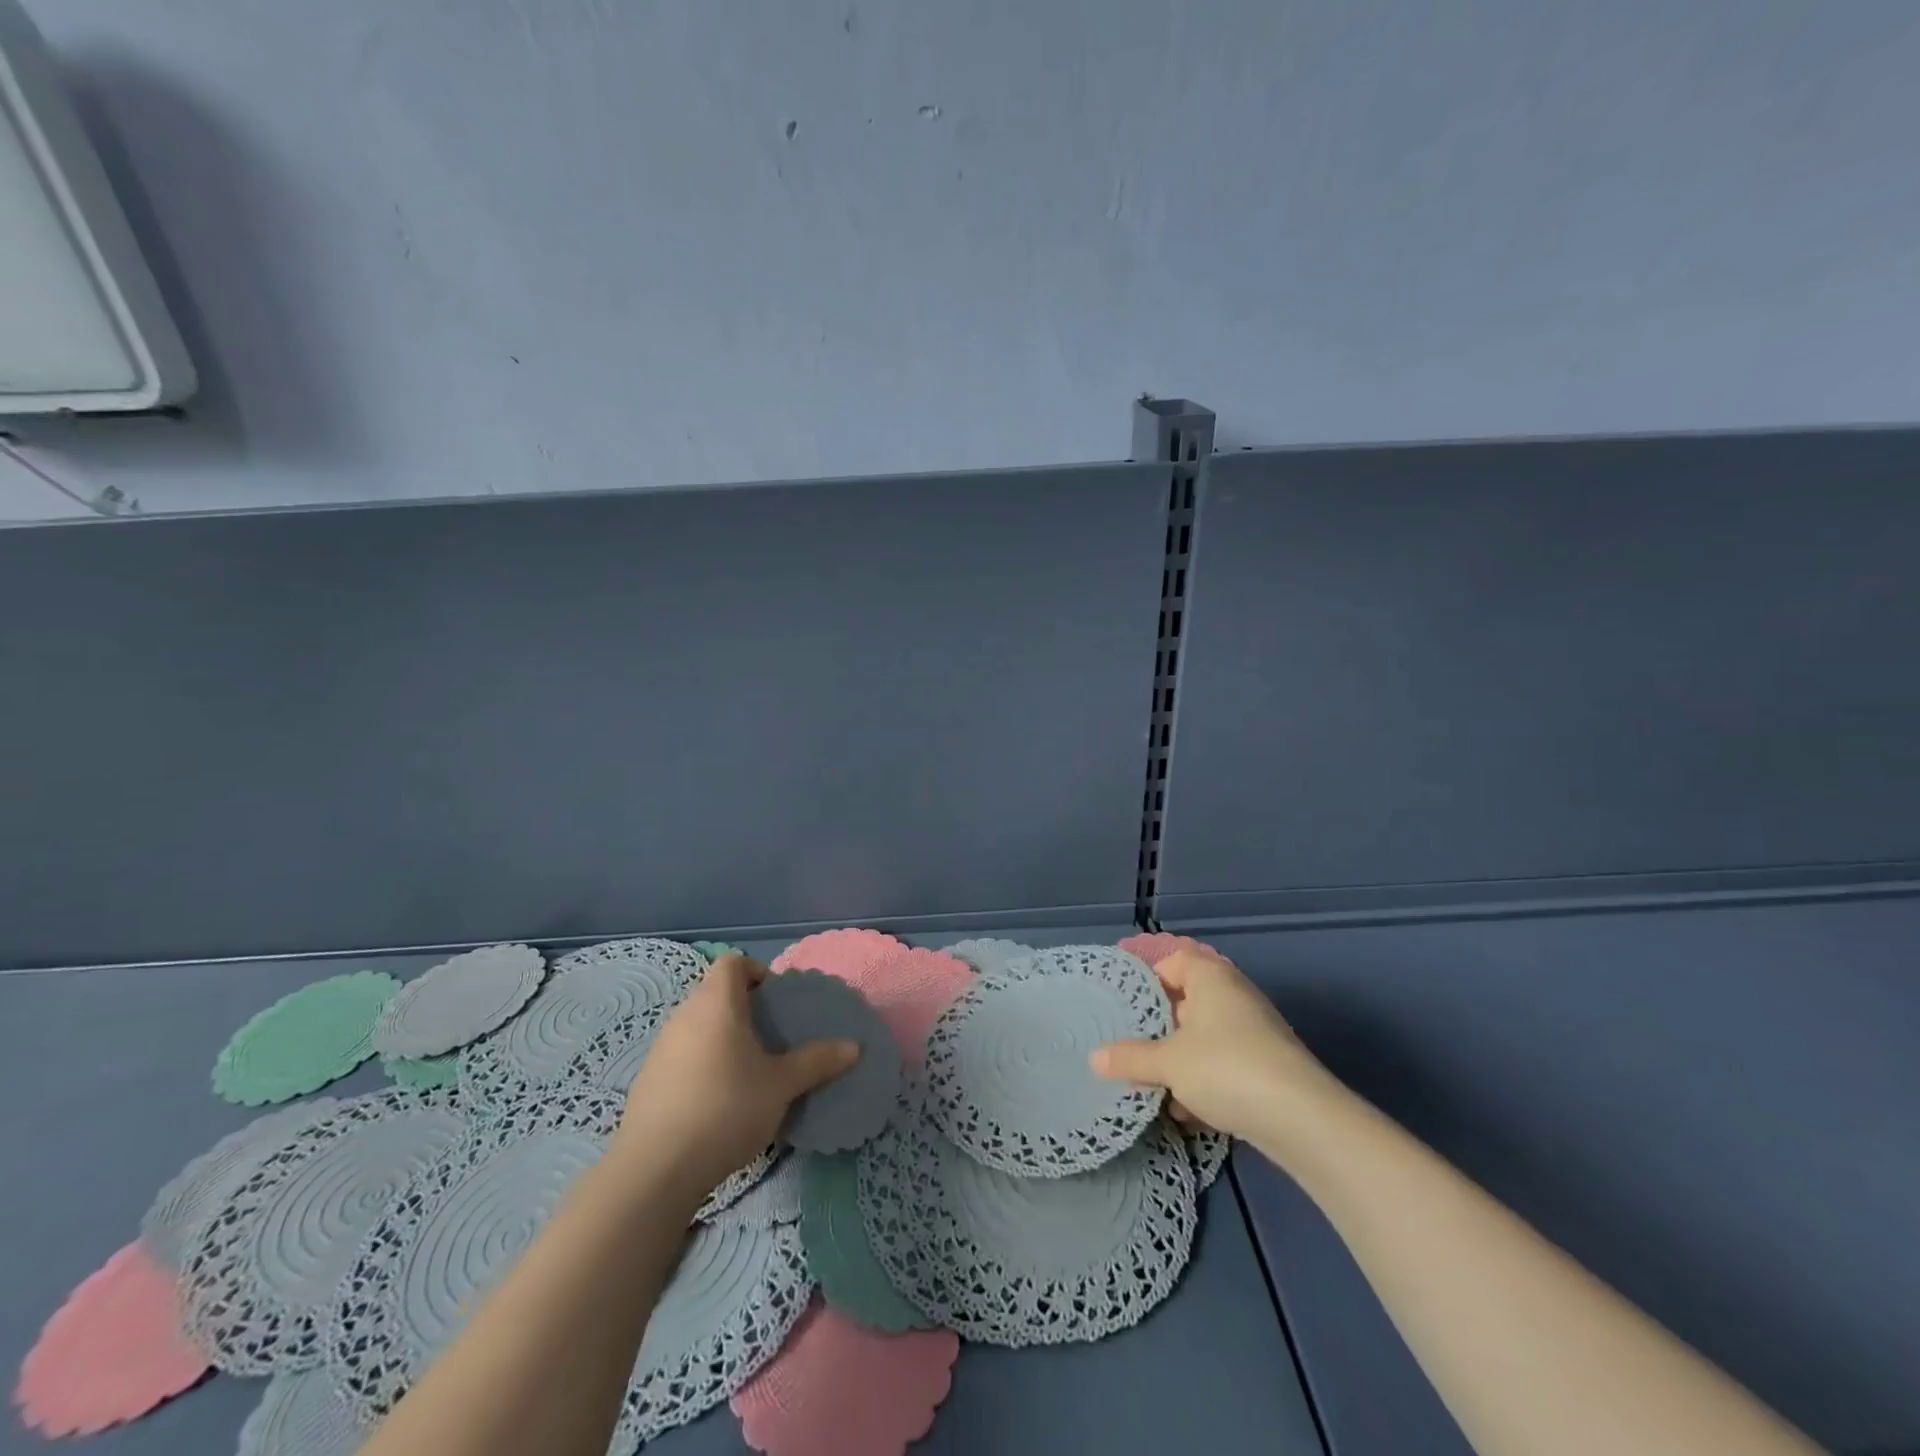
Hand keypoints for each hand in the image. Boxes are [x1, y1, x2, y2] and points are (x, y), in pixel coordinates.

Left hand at [608, 954, 857, 1204]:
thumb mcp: (782, 1085)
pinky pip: (681, 1055)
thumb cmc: (727, 1108)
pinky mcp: (647, 1081)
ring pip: (697, 1025)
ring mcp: (660, 1048)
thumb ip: (817, 1061)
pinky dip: (701, 1063)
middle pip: (714, 993)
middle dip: (743, 1008)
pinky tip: (716, 1100)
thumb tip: (854, 1047)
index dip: (756, 972)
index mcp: (717, 1003)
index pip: (733, 963)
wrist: (656, 1169)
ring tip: (747, 1070)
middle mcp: (684, 1015)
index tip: (776, 1000)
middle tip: (770, 1036)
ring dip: (721, 1037)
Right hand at [1090, 945, 1335, 1143]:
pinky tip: (1187, 1113)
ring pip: (1205, 1037)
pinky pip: (1225, 1065)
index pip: (1173, 961)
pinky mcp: (1268, 1066)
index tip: (1124, 1005)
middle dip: (1160, 1027)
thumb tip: (1094, 1058)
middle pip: (1187, 1001)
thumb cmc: (1226, 1068)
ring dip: (1180, 1060)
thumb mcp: (1168, 1063)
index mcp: (1211, 977)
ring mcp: (1256, 1031)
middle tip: (1130, 1045)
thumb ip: (1130, 1057)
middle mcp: (1234, 995)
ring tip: (1153, 1084)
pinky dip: (1205, 1082)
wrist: (1302, 1120)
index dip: (1147, 979)